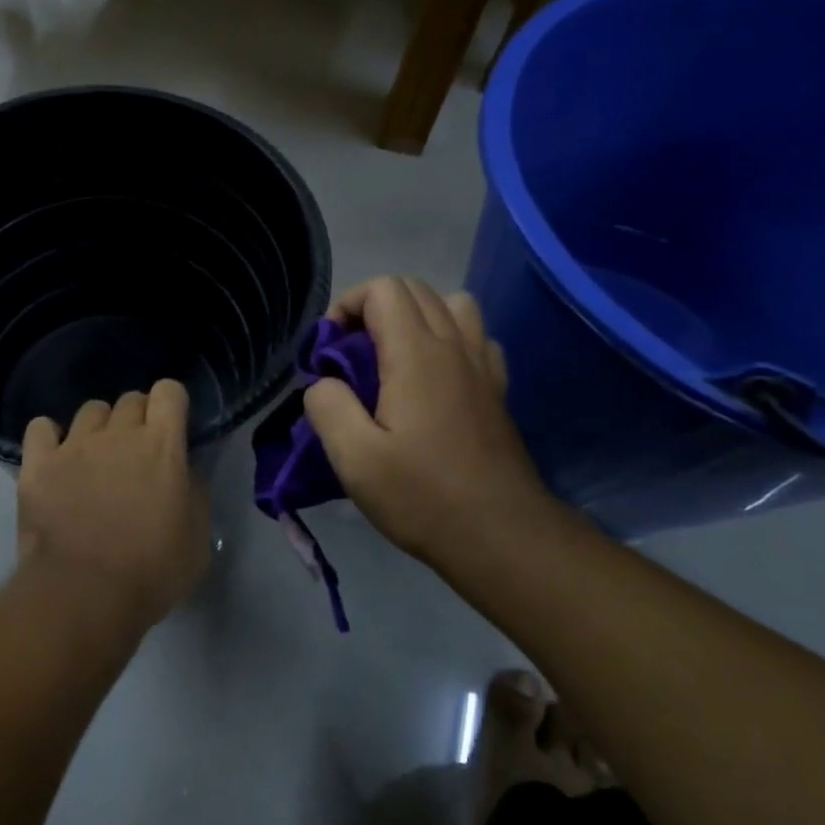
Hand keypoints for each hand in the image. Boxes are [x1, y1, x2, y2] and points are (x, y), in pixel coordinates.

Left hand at [18, 380, 209, 631]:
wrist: (83, 596)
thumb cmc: (151, 572)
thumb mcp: (197, 538)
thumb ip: (195, 491)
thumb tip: (186, 469)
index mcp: (162, 445)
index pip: (168, 391)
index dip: (171, 405)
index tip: (172, 429)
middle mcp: (118, 434)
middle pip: (130, 399)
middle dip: (138, 419)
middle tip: (136, 454)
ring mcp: (74, 445)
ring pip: (90, 411)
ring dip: (99, 428)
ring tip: (96, 458)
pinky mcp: (38, 464)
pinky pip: (41, 427)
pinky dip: (50, 438)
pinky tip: (56, 459)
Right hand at [303, 276, 559, 572]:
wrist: (501, 536)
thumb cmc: (422, 496)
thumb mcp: (354, 458)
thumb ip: (327, 405)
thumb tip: (323, 382)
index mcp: (416, 354)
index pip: (383, 289)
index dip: (347, 306)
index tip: (329, 350)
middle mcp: (454, 345)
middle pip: (414, 288)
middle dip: (372, 307)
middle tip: (350, 354)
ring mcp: (482, 364)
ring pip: (451, 303)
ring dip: (415, 316)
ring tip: (392, 356)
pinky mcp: (497, 388)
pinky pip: (475, 335)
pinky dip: (449, 338)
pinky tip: (433, 377)